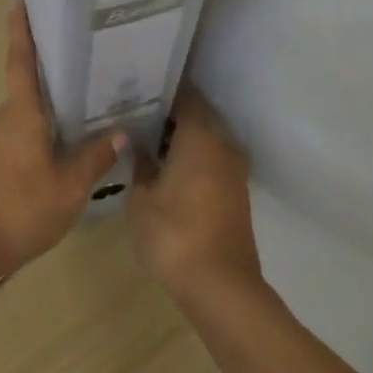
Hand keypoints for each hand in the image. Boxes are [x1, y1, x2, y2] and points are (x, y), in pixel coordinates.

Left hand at [0, 3, 123, 280]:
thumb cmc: (18, 210)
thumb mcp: (69, 188)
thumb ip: (94, 158)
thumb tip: (119, 132)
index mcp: (21, 114)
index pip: (21, 62)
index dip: (21, 31)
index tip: (18, 3)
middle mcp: (1, 120)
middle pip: (28, 92)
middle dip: (51, 83)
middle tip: (86, 76)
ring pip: (23, 120)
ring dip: (46, 119)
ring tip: (80, 122)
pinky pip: (15, 142)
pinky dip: (35, 141)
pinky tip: (54, 161)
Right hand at [128, 84, 262, 304]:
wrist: (221, 288)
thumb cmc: (174, 234)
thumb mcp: (141, 199)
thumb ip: (140, 164)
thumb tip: (138, 144)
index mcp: (200, 135)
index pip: (184, 94)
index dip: (161, 87)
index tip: (138, 84)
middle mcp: (223, 143)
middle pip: (197, 114)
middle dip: (169, 111)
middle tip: (136, 110)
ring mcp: (234, 169)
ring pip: (205, 138)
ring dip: (181, 136)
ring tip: (146, 137)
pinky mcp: (236, 192)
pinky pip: (212, 159)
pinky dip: (192, 156)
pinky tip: (166, 166)